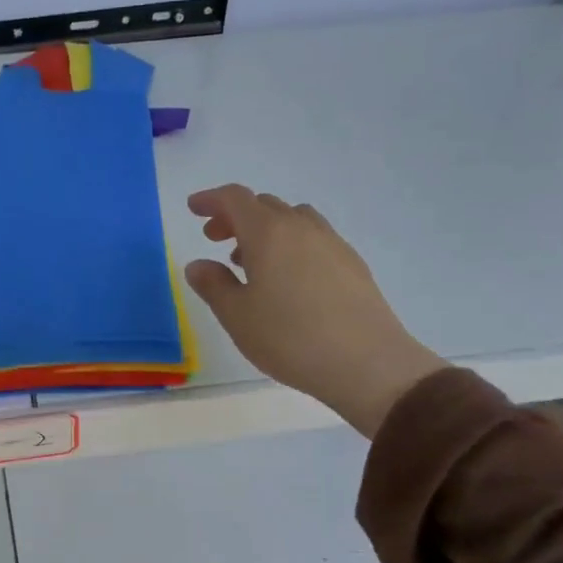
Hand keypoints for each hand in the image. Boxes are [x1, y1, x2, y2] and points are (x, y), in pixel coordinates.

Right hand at [184, 184, 444, 437]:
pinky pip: (313, 239)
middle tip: (215, 238)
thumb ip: (213, 285)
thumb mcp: (237, 316)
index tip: (194, 208)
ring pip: (292, 220)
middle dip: (235, 216)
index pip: (235, 199)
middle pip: (264, 205)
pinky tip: (287, 279)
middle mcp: (301, 228)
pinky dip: (291, 244)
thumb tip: (198, 265)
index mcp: (268, 233)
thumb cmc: (290, 337)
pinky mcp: (352, 265)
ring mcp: (332, 244)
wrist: (367, 363)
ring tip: (250, 261)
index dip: (212, 200)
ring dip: (265, 229)